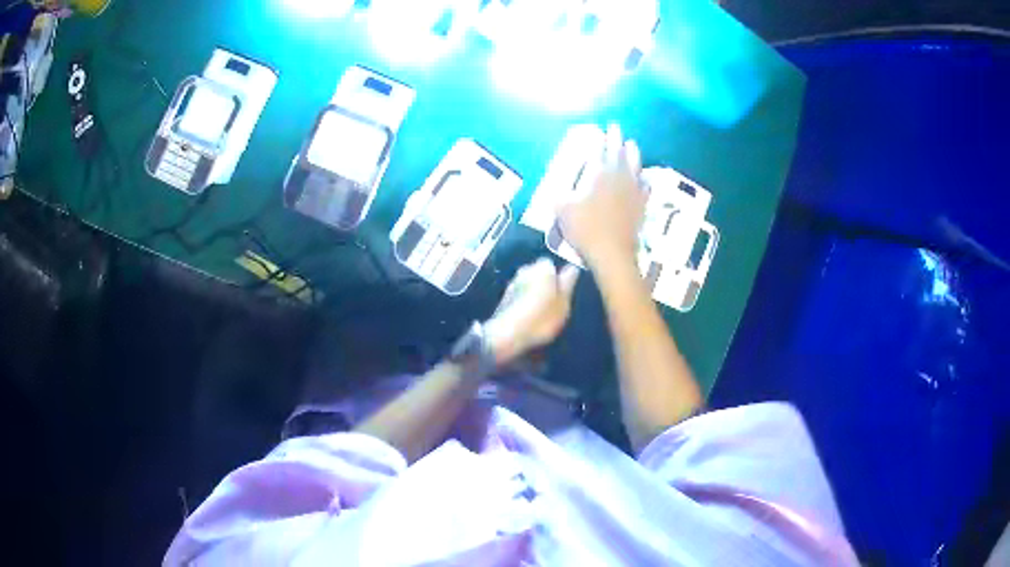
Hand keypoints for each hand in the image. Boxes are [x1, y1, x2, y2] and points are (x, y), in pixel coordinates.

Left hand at [485, 258, 579, 364]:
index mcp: (542, 268)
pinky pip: (519, 296)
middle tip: (552, 304)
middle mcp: (526, 270)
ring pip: (528, 284)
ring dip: (533, 293)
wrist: (509, 334)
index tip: (561, 294)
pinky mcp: (503, 297)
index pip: (551, 265)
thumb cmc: (542, 318)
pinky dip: (523, 302)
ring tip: (539, 313)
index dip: (557, 279)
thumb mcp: (563, 303)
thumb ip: (568, 283)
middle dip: (544, 285)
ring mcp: (512, 283)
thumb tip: (572, 268)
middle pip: (538, 274)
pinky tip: (527, 317)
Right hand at [558, 123, 646, 268]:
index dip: (601, 138)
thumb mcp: (562, 209)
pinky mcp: (641, 205)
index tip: (604, 127)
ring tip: (632, 144)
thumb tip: (559, 188)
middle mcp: (618, 176)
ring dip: (633, 153)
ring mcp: (633, 190)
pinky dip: (644, 179)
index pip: (600, 149)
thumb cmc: (585, 228)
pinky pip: (645, 187)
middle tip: (616, 127)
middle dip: (617, 138)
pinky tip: (644, 178)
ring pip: (635, 165)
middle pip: (619, 152)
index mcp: (598, 173)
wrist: (612, 252)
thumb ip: (560, 194)